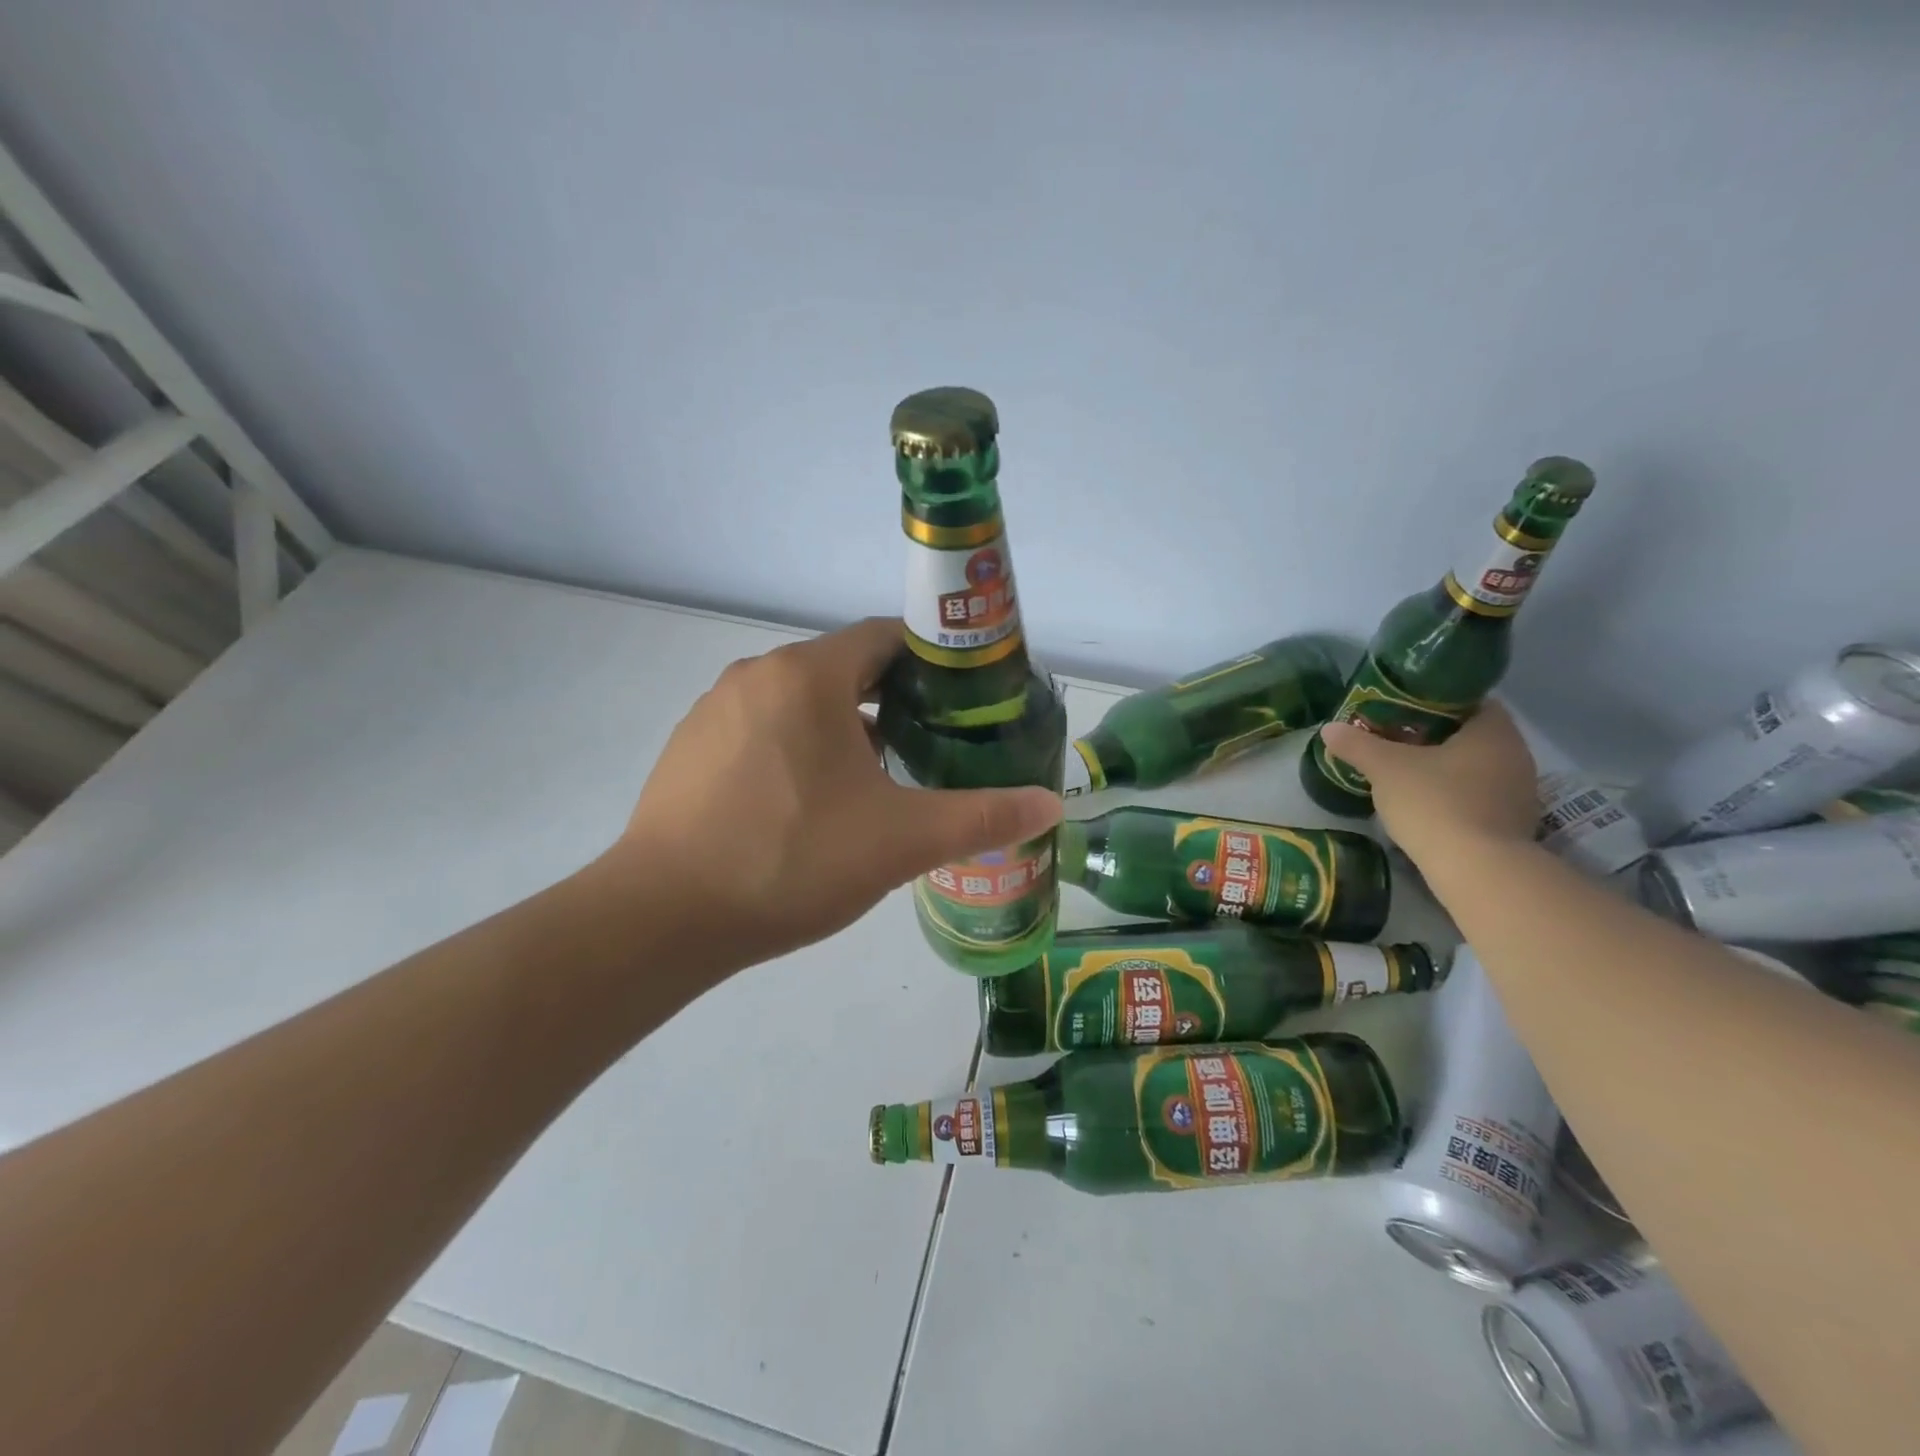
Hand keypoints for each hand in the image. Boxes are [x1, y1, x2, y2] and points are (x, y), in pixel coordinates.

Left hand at [607, 617, 1061, 975]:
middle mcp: (758, 676)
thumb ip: (981, 816)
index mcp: (808, 676)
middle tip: (934, 743)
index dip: (933, 663)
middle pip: (844, 669)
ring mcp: (715, 711)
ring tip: (881, 778)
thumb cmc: (792, 861)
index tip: (965, 699)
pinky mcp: (690, 749)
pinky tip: (812, 805)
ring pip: (801, 702)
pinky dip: (799, 748)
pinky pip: (763, 730)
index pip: (885, 638)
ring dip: (845, 727)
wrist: (663, 918)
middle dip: (893, 700)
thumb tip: (1052, 806)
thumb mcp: (900, 840)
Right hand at [1319, 701, 1538, 867]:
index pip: (1471, 701)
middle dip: (1437, 736)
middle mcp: (1517, 755)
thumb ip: (1358, 745)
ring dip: (1447, 768)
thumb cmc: (1435, 803)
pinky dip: (1456, 795)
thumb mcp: (1385, 769)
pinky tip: (1427, 805)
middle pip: (1473, 735)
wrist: (1477, 870)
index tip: (1405, 710)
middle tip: (1397, 740)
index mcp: (1494, 732)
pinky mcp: (1513, 824)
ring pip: (1477, 767)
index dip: (1437, 702)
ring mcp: (1520, 793)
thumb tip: (1328, 728)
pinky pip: (1481, 796)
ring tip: (1407, 773)